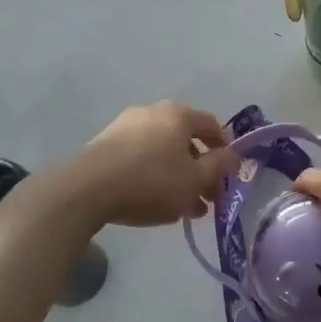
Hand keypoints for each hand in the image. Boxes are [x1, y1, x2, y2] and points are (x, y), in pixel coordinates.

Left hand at [67, 102, 234, 227]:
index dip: (225, 150)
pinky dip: (152, 177)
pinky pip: (139, 159)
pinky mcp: (104, 145)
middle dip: (199, 171)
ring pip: (162, 152)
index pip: (212, 125)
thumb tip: (233, 156)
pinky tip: (153, 204)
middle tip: (206, 200)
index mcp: (178, 114)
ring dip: (176, 178)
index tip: (228, 175)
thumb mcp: (195, 179)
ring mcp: (124, 127)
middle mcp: (152, 112)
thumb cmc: (152, 181)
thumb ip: (219, 167)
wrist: (87, 189)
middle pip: (185, 141)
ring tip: (181, 210)